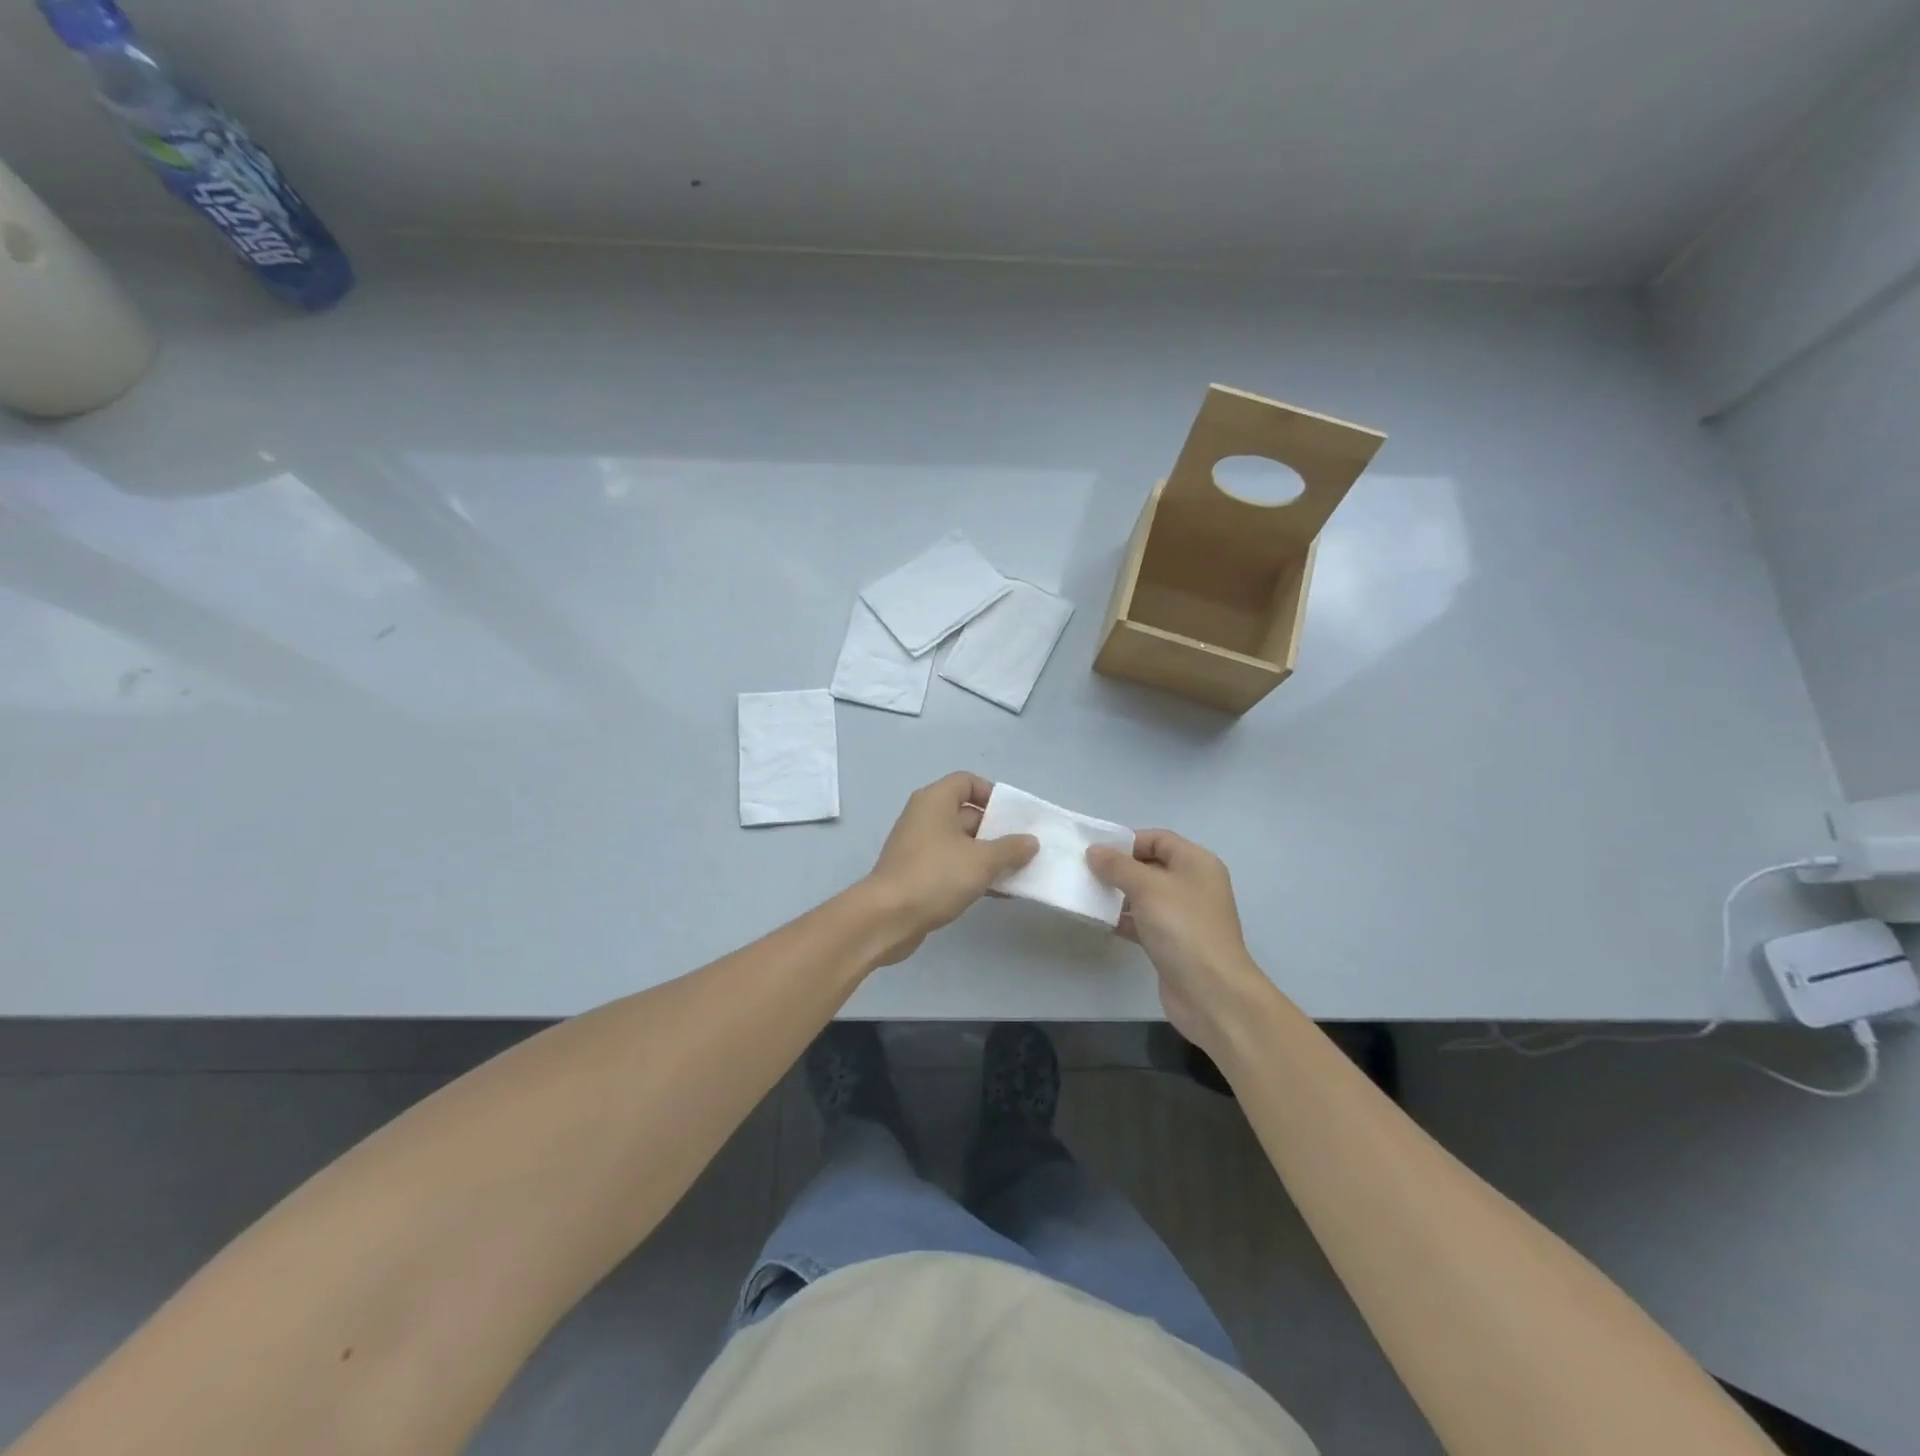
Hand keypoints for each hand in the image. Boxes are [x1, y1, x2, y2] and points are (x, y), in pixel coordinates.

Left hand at [863, 773, 1037, 964]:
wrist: (887, 917)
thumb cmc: (936, 875)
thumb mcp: (982, 860)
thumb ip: (1011, 848)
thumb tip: (1031, 841)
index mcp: (935, 801)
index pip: (967, 782)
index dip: (993, 794)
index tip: (1014, 817)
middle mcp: (924, 817)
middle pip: (967, 814)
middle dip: (997, 830)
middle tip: (1024, 848)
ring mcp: (919, 847)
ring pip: (962, 843)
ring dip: (989, 856)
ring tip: (1018, 872)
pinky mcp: (918, 874)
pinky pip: (952, 865)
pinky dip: (973, 874)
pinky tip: (998, 892)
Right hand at [1086, 830, 1271, 1057]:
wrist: (1212, 993)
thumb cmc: (1183, 928)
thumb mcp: (1147, 888)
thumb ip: (1118, 866)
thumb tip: (1094, 850)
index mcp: (1196, 863)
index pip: (1159, 838)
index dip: (1128, 841)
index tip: (1096, 851)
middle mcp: (1193, 885)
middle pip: (1151, 865)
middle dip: (1119, 868)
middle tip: (1085, 872)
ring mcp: (1184, 916)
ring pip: (1145, 895)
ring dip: (1118, 894)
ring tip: (1087, 894)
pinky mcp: (1173, 942)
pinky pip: (1144, 921)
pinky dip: (1124, 919)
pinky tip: (1100, 921)